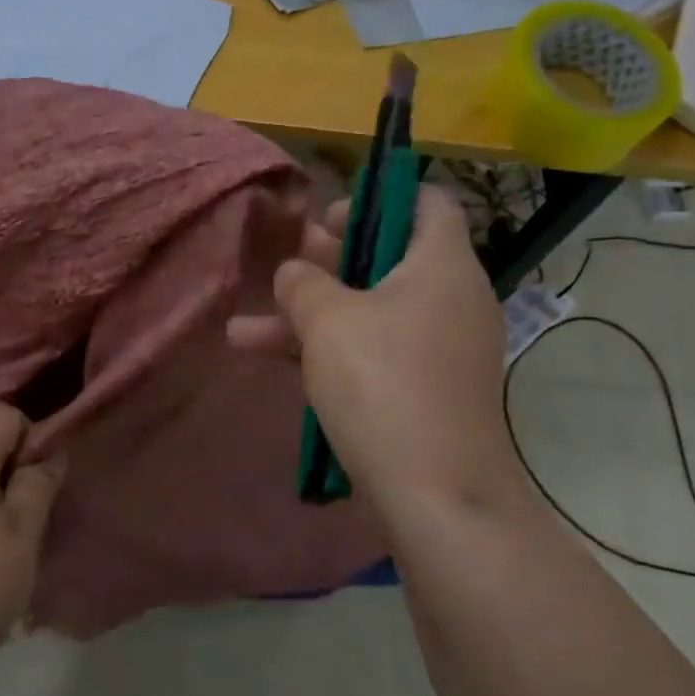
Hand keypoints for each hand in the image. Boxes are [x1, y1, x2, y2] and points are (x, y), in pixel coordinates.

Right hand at [227, 185, 528, 525]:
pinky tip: (271, 365)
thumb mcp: (328, 320)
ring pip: (370, 312)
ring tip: (243, 330)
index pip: (426, 202)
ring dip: (310, 317)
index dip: (376, 199)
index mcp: (442, 264)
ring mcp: (439, 348)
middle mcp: (451, 299)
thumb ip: (303, 283)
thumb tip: (294, 272)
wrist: (438, 495)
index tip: (327, 219)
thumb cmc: (383, 383)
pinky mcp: (425, 390)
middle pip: (388, 258)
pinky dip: (330, 353)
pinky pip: (376, 353)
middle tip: (284, 266)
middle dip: (326, 262)